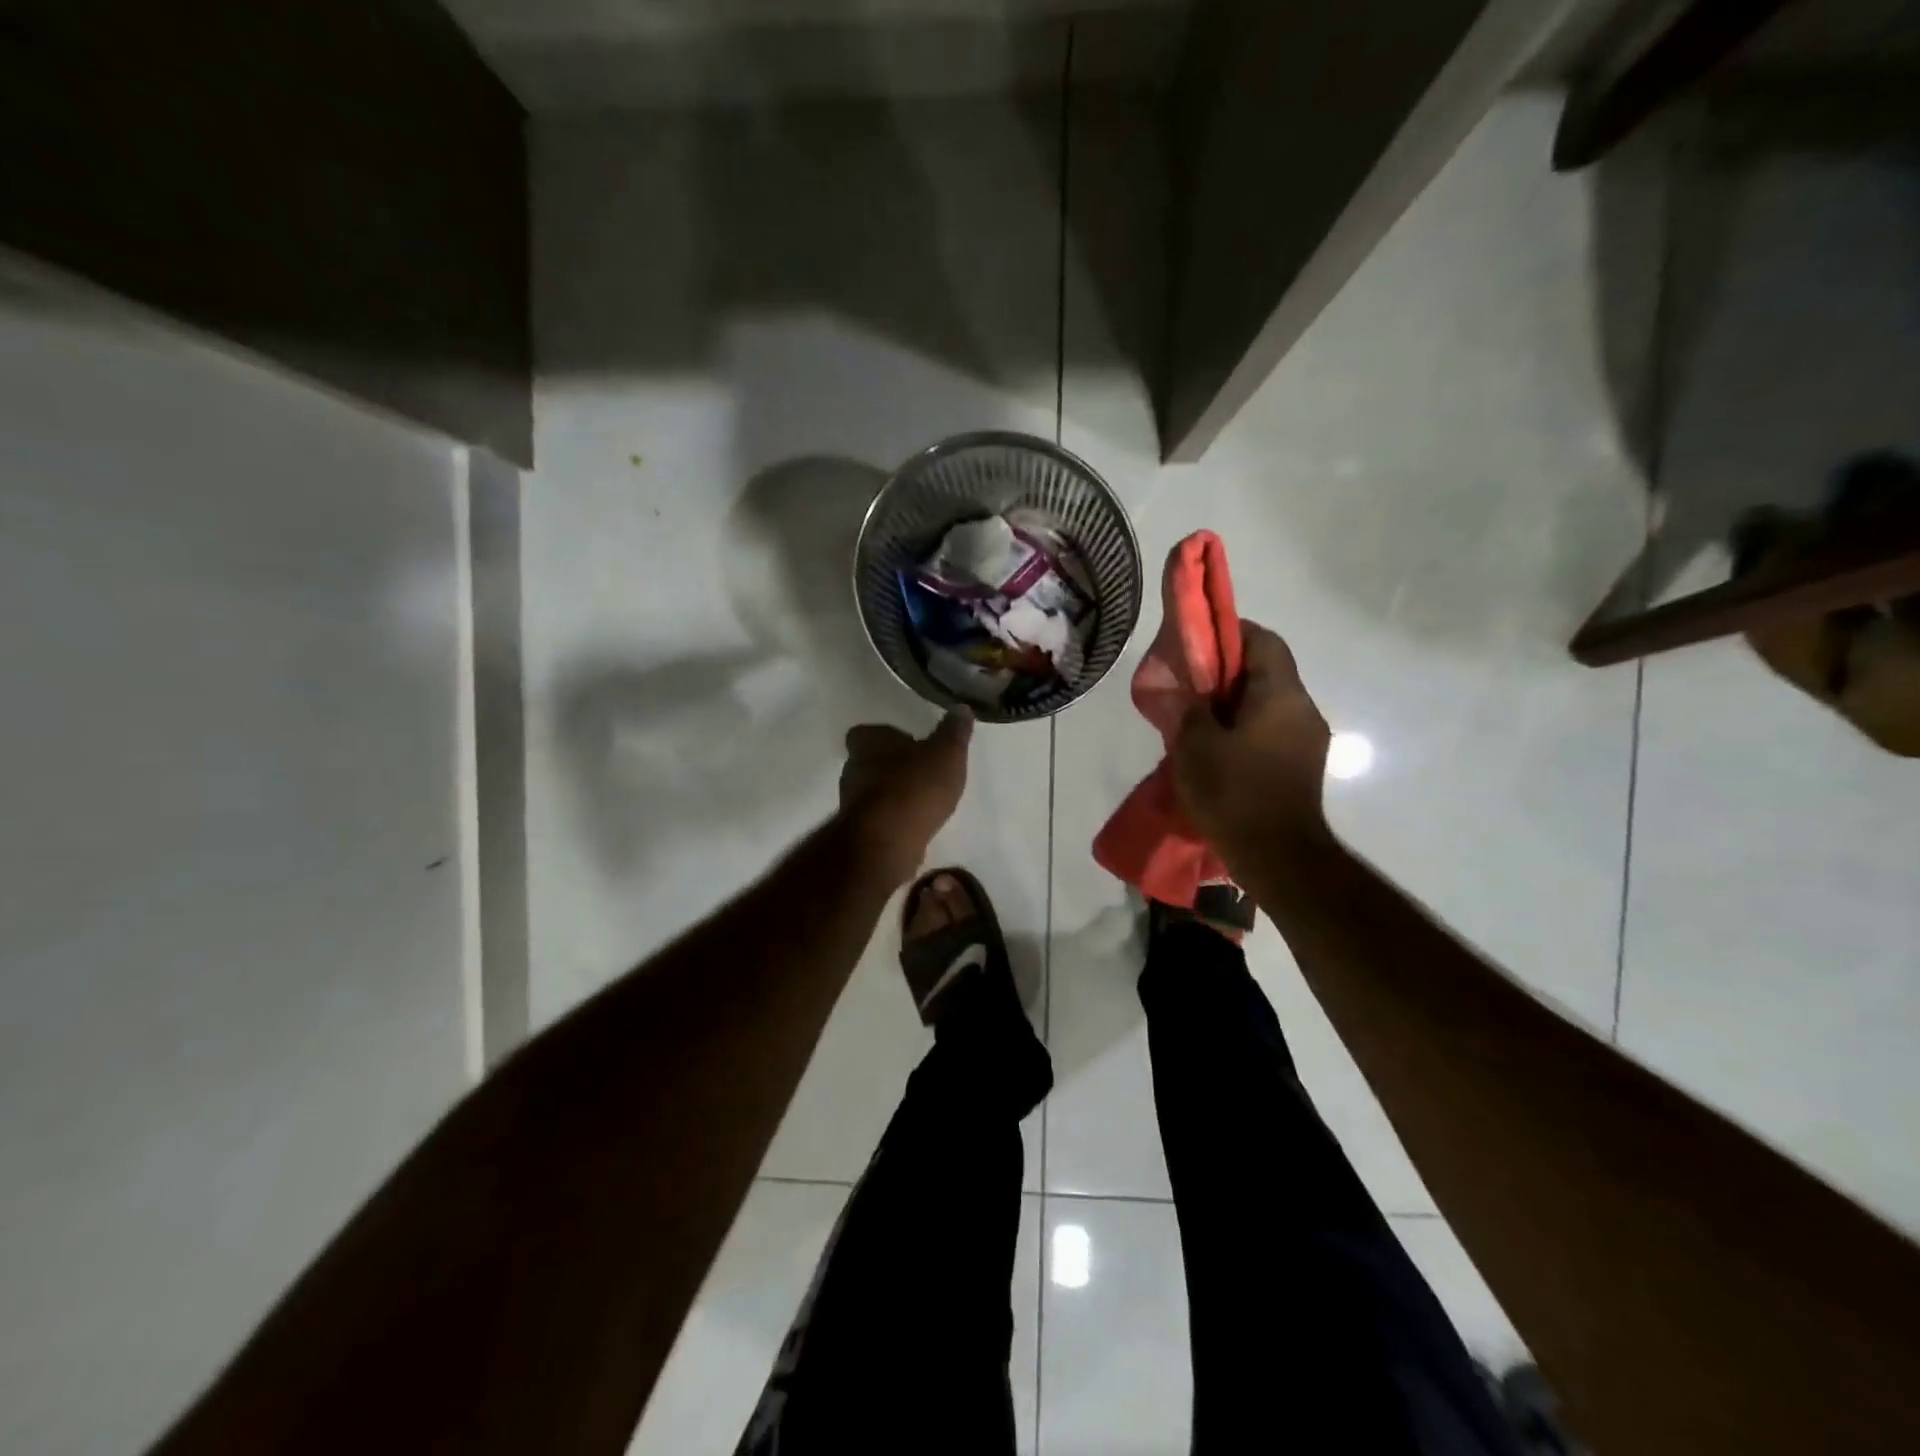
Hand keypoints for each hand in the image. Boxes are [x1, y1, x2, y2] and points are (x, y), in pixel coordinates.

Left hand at [838, 711, 973, 883]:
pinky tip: (915, 824)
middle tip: (922, 771)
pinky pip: (878, 817)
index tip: (912, 744)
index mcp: (868, 742)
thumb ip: (953, 732)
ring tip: (923, 800)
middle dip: (893, 766)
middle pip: (870, 761)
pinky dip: (894, 818)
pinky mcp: (859, 831)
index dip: (888, 737)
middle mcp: (853, 768)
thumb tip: (961, 708)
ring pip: (873, 790)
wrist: (887, 841)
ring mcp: (852, 802)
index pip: (867, 732)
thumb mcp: (946, 754)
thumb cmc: (915, 787)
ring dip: (894, 793)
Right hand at [1172, 621, 1332, 864]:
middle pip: (1268, 671)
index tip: (1199, 644)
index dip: (1231, 632)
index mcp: (1281, 695)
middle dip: (1229, 672)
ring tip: (1201, 722)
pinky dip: (1248, 729)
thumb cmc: (1234, 792)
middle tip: (1192, 687)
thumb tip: (1191, 692)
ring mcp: (1309, 740)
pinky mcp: (1304, 766)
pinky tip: (1221, 750)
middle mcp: (1304, 709)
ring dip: (1237, 704)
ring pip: (1270, 703)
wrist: (1278, 857)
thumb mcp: (1195, 745)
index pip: (1264, 640)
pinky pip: (1274, 730)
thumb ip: (1190, 708)